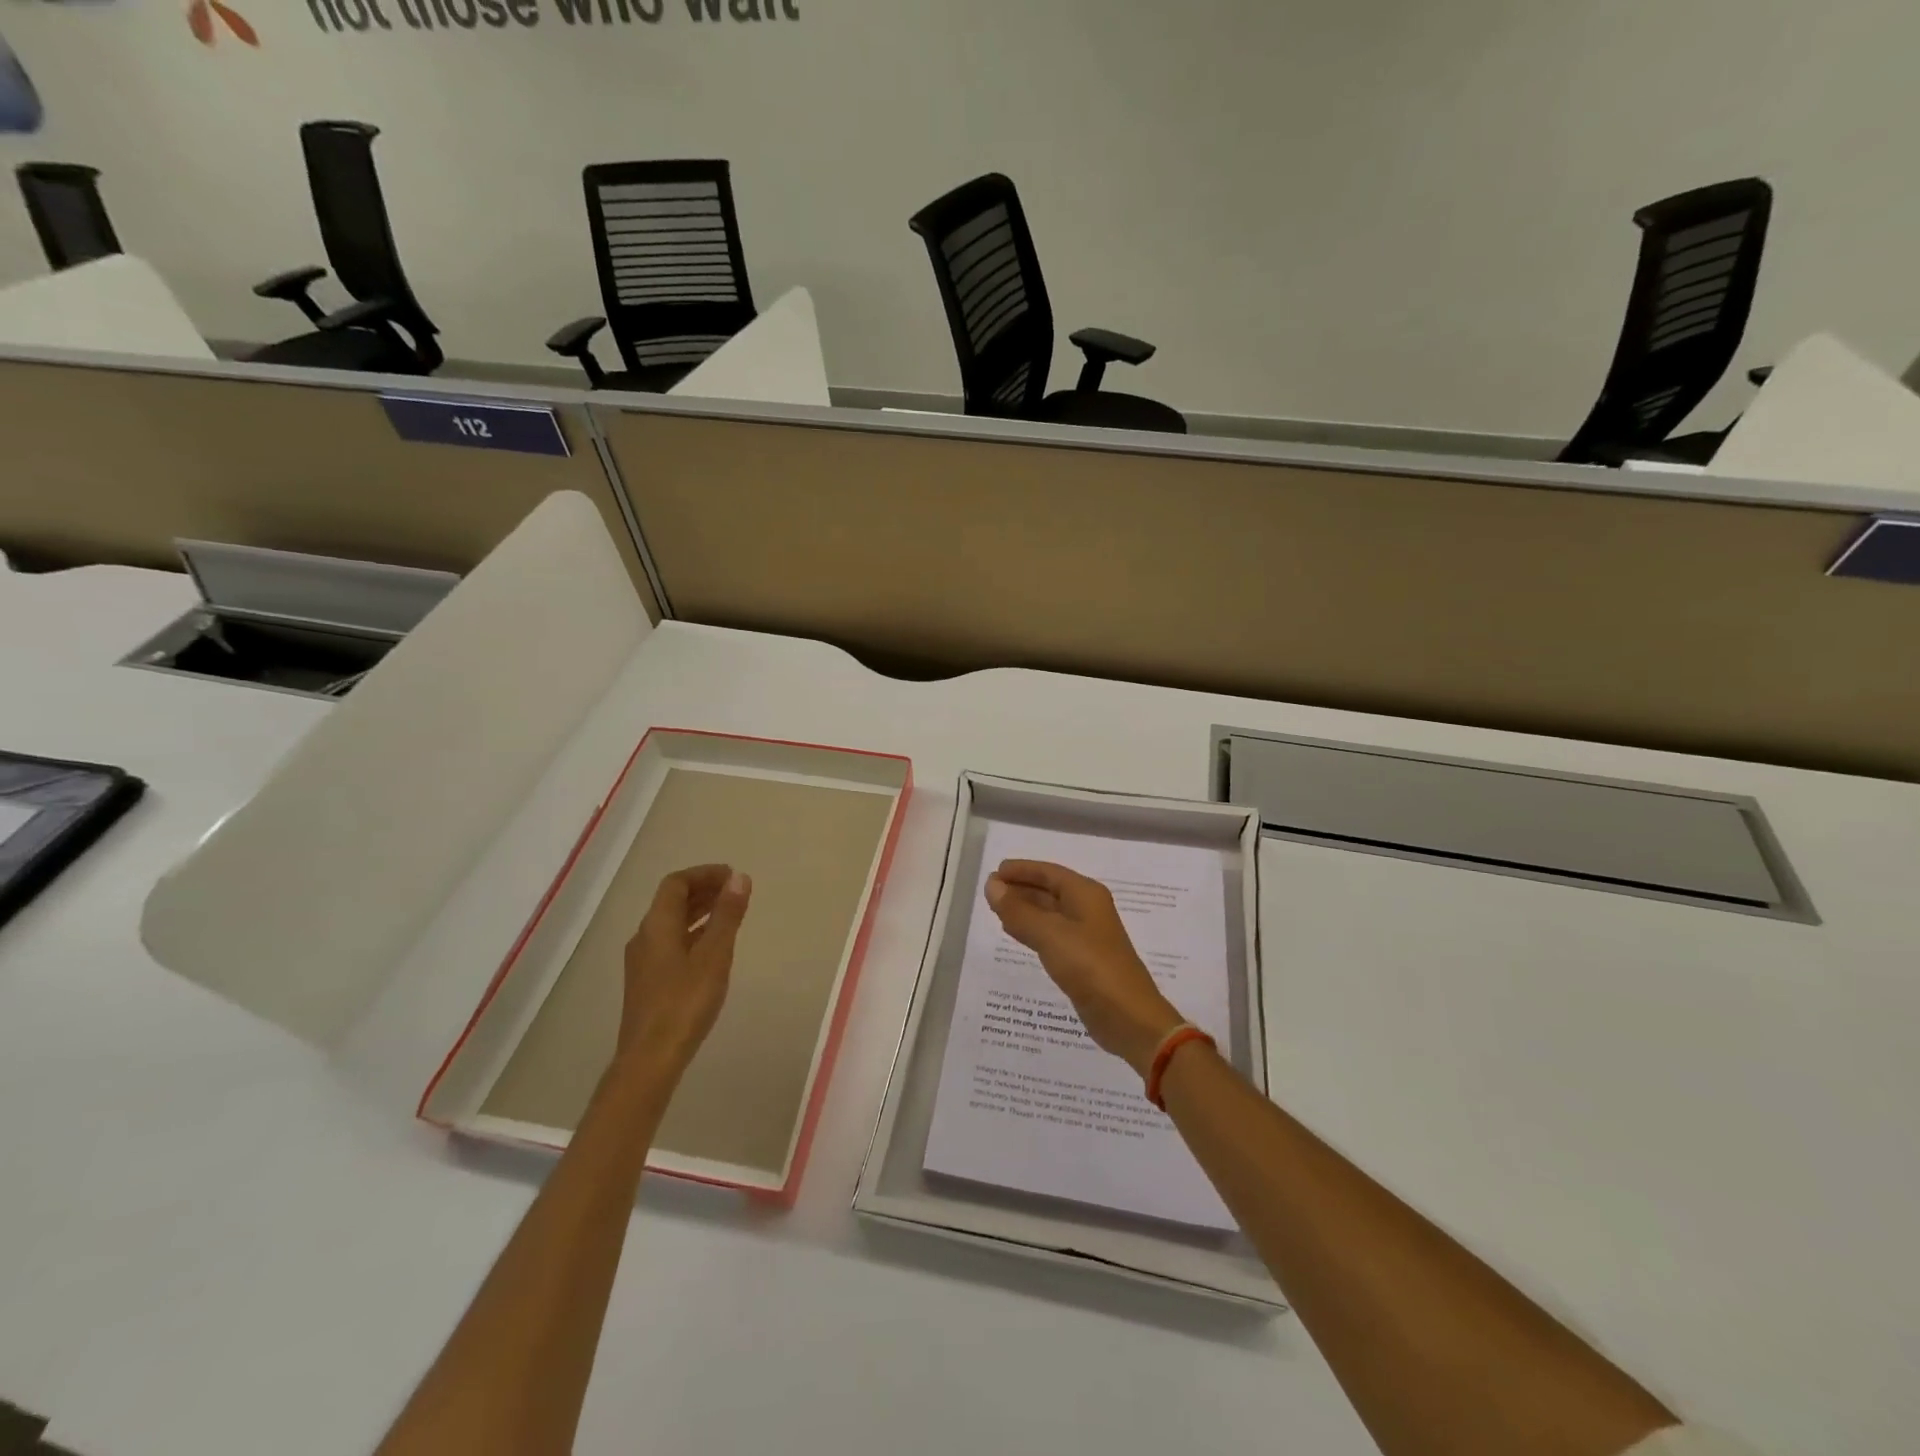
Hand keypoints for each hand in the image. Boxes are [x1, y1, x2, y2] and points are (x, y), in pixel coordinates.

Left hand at [617, 864, 751, 1078]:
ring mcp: (643, 961)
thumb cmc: (685, 1002)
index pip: (676, 883)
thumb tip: (739, 878)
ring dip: (698, 911)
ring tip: (729, 913)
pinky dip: (693, 933)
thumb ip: (727, 915)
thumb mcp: (714, 955)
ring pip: (671, 923)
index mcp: (657, 925)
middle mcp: (645, 937)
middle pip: (671, 901)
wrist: (650, 1059)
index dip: (704, 874)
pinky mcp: (648, 981)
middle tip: (735, 891)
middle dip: (703, 890)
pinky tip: (712, 947)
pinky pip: (671, 942)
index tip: (732, 876)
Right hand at [984, 859, 1184, 1076]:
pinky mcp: (1083, 960)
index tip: (995, 873)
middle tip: (990, 891)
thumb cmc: (1091, 967)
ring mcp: (1087, 936)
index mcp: (1085, 895)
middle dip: (1021, 888)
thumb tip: (992, 885)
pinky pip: (1052, 935)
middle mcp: (1088, 909)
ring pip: (1050, 913)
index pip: (1049, 872)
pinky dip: (1032, 930)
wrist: (1128, 1017)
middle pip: (1050, 890)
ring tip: (997, 909)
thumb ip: (1019, 911)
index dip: (1022, 869)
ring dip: (1025, 909)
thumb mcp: (1050, 935)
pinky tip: (1017, 934)